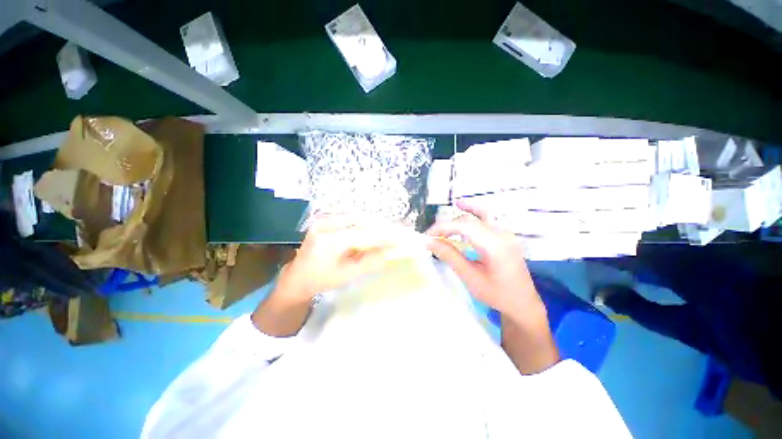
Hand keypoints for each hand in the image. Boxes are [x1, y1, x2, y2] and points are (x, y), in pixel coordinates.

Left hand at [253, 215, 397, 336]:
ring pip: (360, 216)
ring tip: (394, 231)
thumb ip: (372, 261)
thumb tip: (394, 251)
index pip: (366, 234)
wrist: (297, 276)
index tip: (406, 236)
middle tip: (403, 232)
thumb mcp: (348, 275)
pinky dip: (368, 222)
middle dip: (386, 226)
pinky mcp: (327, 217)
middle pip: (364, 220)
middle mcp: (326, 223)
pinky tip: (378, 228)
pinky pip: (353, 217)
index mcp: (329, 241)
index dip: (388, 235)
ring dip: (378, 223)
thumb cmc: (321, 280)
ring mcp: (325, 217)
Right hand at [426, 202, 557, 373]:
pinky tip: (462, 206)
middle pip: (470, 220)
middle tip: (432, 237)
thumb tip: (429, 242)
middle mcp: (502, 233)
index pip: (464, 226)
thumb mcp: (470, 277)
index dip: (443, 227)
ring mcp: (505, 232)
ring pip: (477, 216)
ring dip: (457, 218)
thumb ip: (449, 256)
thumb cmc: (496, 294)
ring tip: (441, 225)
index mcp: (495, 245)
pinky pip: (486, 218)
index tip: (427, 235)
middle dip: (448, 225)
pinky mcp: (504, 234)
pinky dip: (472, 211)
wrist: (523, 303)